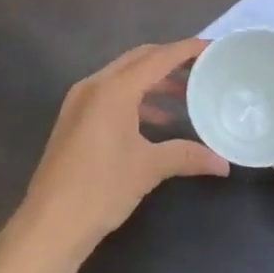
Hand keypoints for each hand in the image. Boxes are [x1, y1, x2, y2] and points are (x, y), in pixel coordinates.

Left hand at [16, 39, 230, 257]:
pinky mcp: (74, 119)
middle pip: (138, 59)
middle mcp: (94, 86)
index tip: (213, 48)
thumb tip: (223, 163)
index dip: (187, 50)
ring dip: (153, 81)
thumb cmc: (101, 189)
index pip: (157, 58)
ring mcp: (80, 102)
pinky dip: (136, 98)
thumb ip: (187, 156)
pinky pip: (111, 94)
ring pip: (123, 77)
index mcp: (113, 89)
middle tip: (201, 67)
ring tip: (185, 95)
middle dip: (170, 60)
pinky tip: (157, 120)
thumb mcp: (149, 168)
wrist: (49, 225)